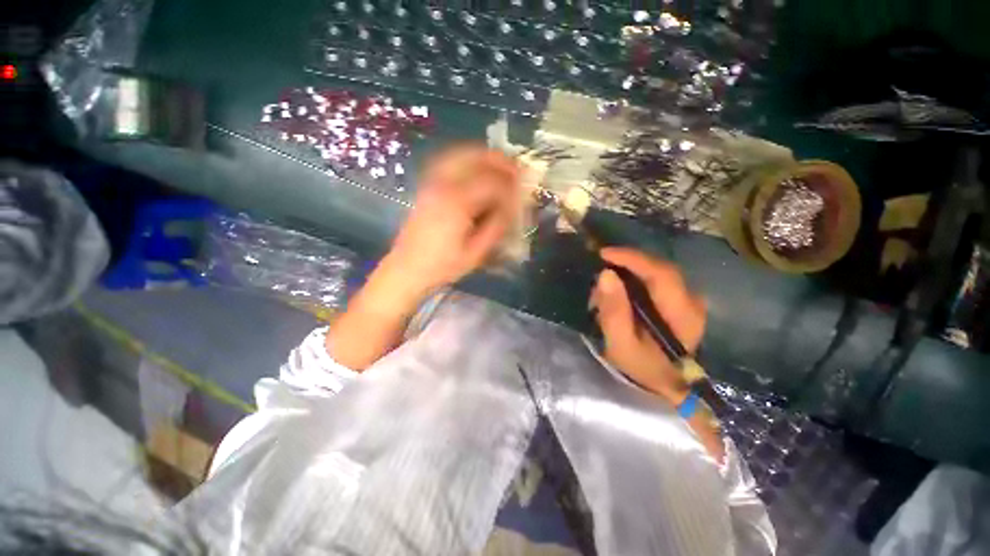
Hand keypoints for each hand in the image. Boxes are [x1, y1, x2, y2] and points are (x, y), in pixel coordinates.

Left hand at [377, 145, 519, 304]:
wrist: (407, 268)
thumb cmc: (443, 265)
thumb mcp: (476, 252)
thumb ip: (496, 226)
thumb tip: (512, 206)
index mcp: (457, 202)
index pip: (492, 183)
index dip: (511, 185)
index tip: (523, 190)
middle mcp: (443, 185)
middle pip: (475, 159)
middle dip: (499, 161)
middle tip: (516, 168)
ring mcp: (431, 183)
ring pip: (460, 155)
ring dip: (483, 155)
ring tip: (500, 163)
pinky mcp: (426, 186)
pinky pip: (448, 162)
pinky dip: (465, 158)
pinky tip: (475, 166)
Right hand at [590, 248, 705, 404]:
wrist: (664, 382)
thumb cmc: (642, 366)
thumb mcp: (620, 344)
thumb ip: (614, 311)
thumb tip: (606, 274)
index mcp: (682, 313)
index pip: (661, 273)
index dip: (632, 258)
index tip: (604, 254)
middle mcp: (691, 300)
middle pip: (658, 268)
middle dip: (626, 265)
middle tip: (599, 274)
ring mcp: (687, 299)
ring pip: (655, 271)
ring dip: (627, 273)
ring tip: (605, 292)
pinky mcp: (679, 300)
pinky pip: (654, 279)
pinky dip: (633, 280)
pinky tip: (618, 293)